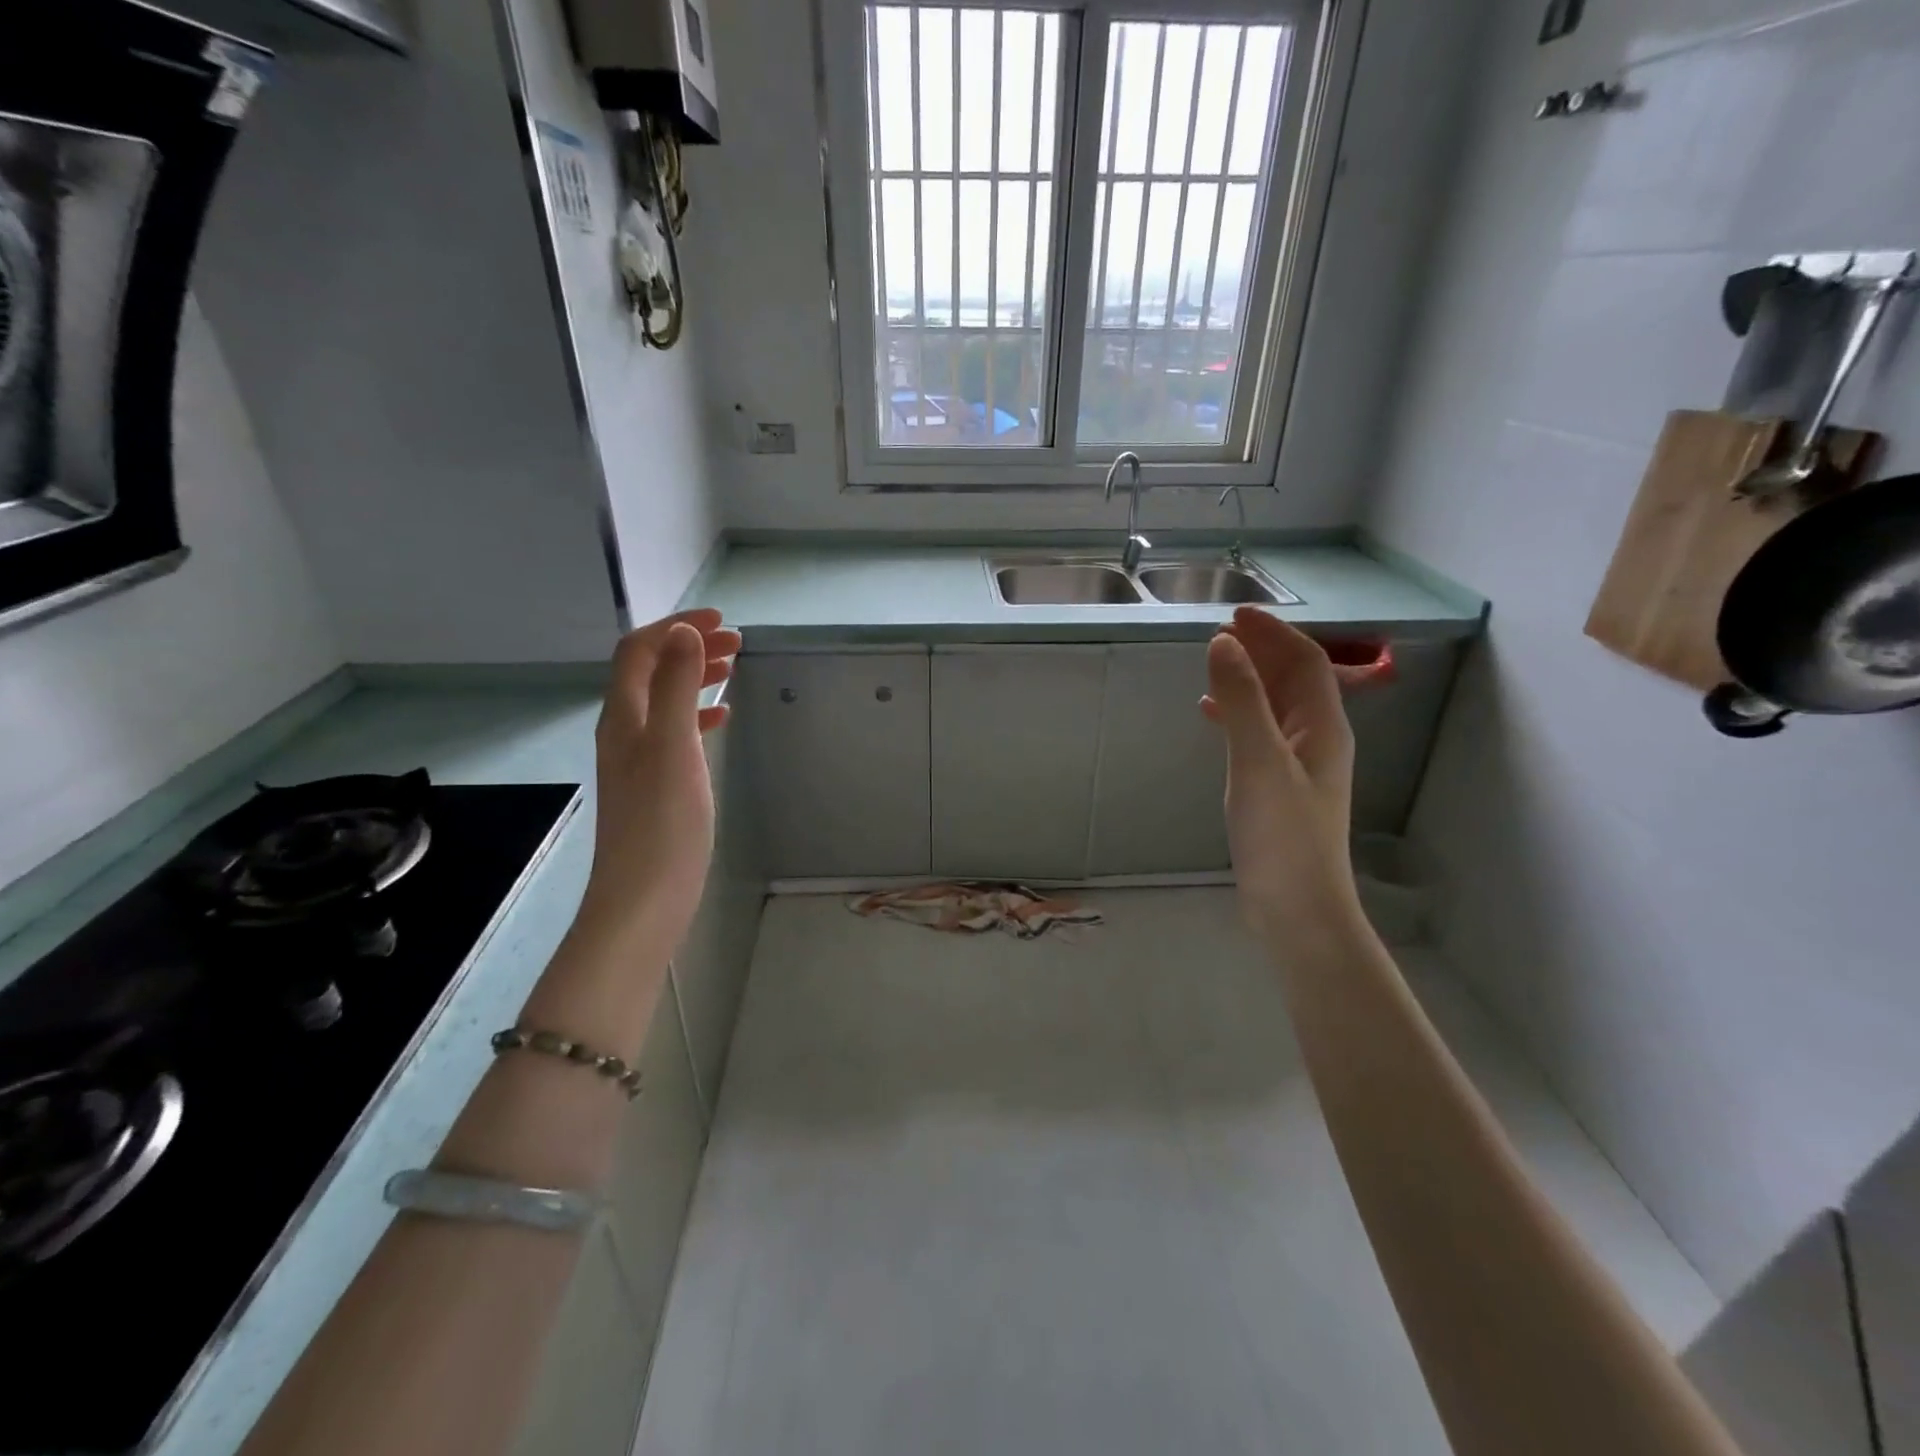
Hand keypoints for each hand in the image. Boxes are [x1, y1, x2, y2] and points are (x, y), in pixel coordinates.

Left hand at [576, 609, 740, 951]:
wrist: (644, 898)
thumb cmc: (663, 822)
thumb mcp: (673, 746)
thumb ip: (675, 687)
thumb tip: (682, 633)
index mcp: (624, 716)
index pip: (640, 651)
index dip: (676, 627)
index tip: (723, 622)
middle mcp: (625, 731)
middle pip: (651, 671)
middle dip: (689, 647)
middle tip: (736, 643)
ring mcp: (638, 759)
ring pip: (664, 700)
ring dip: (694, 676)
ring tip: (731, 669)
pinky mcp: (655, 784)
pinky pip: (675, 731)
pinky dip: (698, 712)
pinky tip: (721, 717)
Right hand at [1202, 607, 1363, 949]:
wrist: (1297, 908)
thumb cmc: (1282, 834)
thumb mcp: (1258, 761)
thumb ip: (1241, 701)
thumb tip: (1223, 643)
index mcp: (1323, 727)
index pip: (1305, 662)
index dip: (1273, 634)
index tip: (1235, 614)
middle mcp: (1318, 740)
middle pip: (1294, 681)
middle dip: (1262, 652)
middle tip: (1221, 634)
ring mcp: (1299, 766)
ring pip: (1277, 707)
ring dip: (1249, 681)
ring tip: (1213, 667)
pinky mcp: (1279, 788)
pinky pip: (1261, 734)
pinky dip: (1238, 716)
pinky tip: (1212, 718)